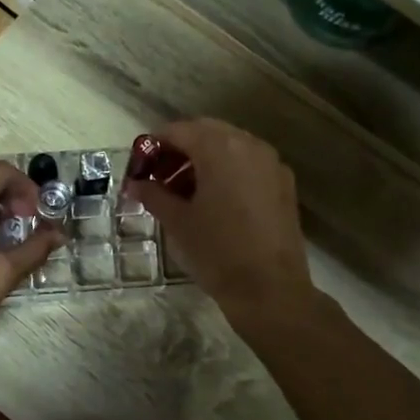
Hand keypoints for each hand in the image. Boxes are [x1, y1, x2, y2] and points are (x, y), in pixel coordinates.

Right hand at [125, 119, 314, 326]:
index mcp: (219, 148)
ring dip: (204, 160)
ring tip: (183, 191)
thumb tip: (134, 184)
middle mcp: (249, 145)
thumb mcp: (177, 221)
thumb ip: (153, 194)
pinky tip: (213, 201)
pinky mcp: (284, 184)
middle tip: (159, 176)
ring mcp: (271, 163)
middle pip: (207, 133)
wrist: (270, 289)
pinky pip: (248, 165)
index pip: (179, 130)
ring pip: (230, 147)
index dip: (154, 144)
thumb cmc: (216, 251)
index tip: (140, 166)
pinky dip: (227, 171)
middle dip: (180, 149)